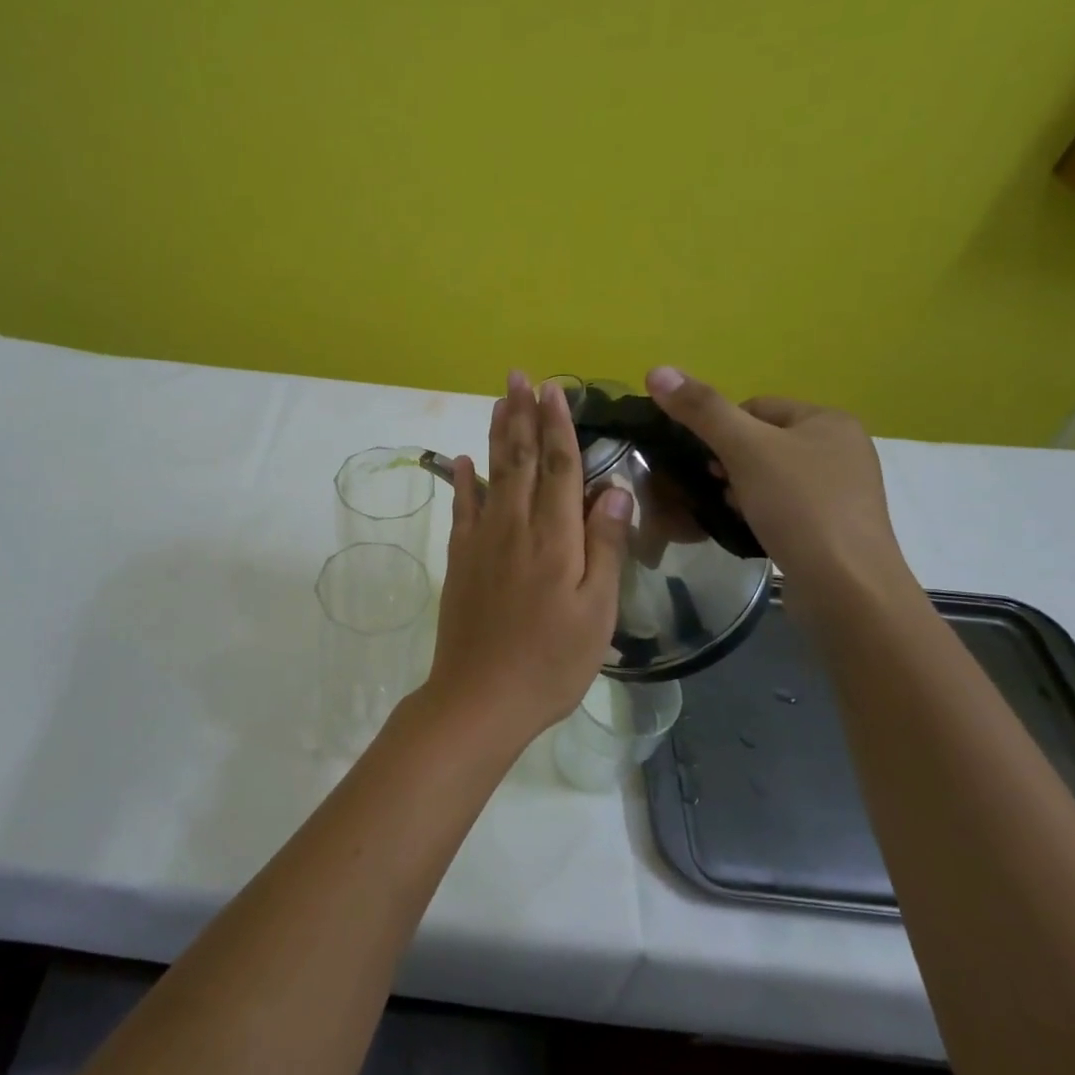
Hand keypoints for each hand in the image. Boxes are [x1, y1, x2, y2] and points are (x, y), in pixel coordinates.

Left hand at [426, 372, 631, 746]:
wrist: (480, 697)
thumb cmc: (551, 661)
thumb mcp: (597, 612)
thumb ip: (605, 548)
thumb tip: (613, 491)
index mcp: (554, 537)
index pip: (558, 466)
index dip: (557, 425)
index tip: (553, 389)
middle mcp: (514, 526)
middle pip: (519, 459)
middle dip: (521, 415)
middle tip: (518, 377)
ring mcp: (481, 541)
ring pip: (491, 474)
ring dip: (496, 435)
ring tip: (498, 402)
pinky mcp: (460, 559)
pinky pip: (462, 508)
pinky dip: (463, 480)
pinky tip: (462, 461)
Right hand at [643, 368, 916, 608]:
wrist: (847, 587)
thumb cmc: (799, 506)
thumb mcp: (744, 449)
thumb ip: (701, 409)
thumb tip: (656, 370)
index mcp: (828, 420)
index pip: (755, 407)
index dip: (721, 430)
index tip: (707, 460)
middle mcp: (842, 448)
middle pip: (761, 441)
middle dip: (730, 463)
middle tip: (716, 487)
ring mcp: (842, 490)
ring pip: (770, 475)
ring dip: (742, 489)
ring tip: (731, 511)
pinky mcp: (835, 526)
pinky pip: (785, 506)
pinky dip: (761, 513)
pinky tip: (751, 529)